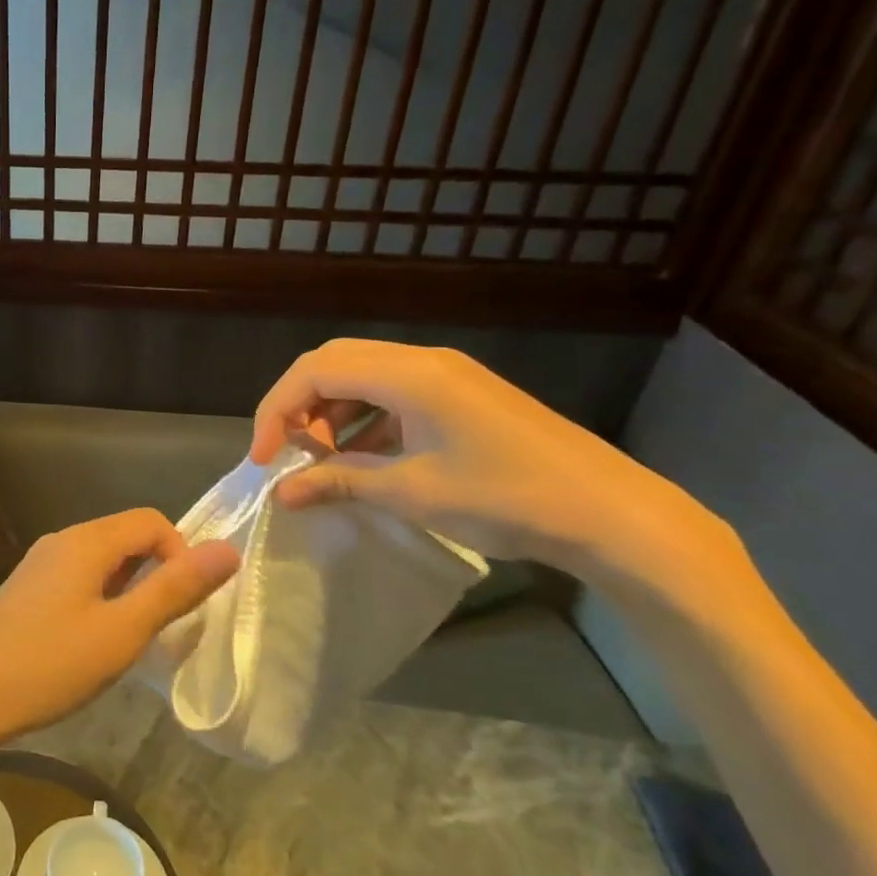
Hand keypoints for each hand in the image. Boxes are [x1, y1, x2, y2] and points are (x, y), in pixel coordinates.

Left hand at [0, 510, 237, 767]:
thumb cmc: (49, 665)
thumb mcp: (122, 631)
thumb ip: (175, 589)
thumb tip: (228, 549)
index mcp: (86, 541)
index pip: (152, 521)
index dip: (182, 553)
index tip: (186, 605)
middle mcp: (61, 541)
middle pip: (126, 537)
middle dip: (157, 573)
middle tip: (163, 627)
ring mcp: (38, 565)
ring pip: (102, 561)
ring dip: (130, 590)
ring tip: (132, 639)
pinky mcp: (25, 591)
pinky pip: (77, 579)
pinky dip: (101, 599)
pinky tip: (94, 643)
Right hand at [251, 339, 733, 591]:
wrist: (612, 514)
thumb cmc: (507, 498)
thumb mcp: (412, 493)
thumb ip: (340, 483)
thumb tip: (282, 493)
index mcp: (409, 374)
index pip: (315, 371)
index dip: (277, 410)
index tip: (263, 458)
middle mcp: (423, 361)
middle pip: (334, 362)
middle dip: (298, 405)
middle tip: (286, 453)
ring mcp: (446, 376)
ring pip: (362, 376)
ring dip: (330, 412)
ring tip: (322, 460)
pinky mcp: (462, 395)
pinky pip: (392, 393)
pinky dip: (364, 420)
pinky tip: (363, 459)